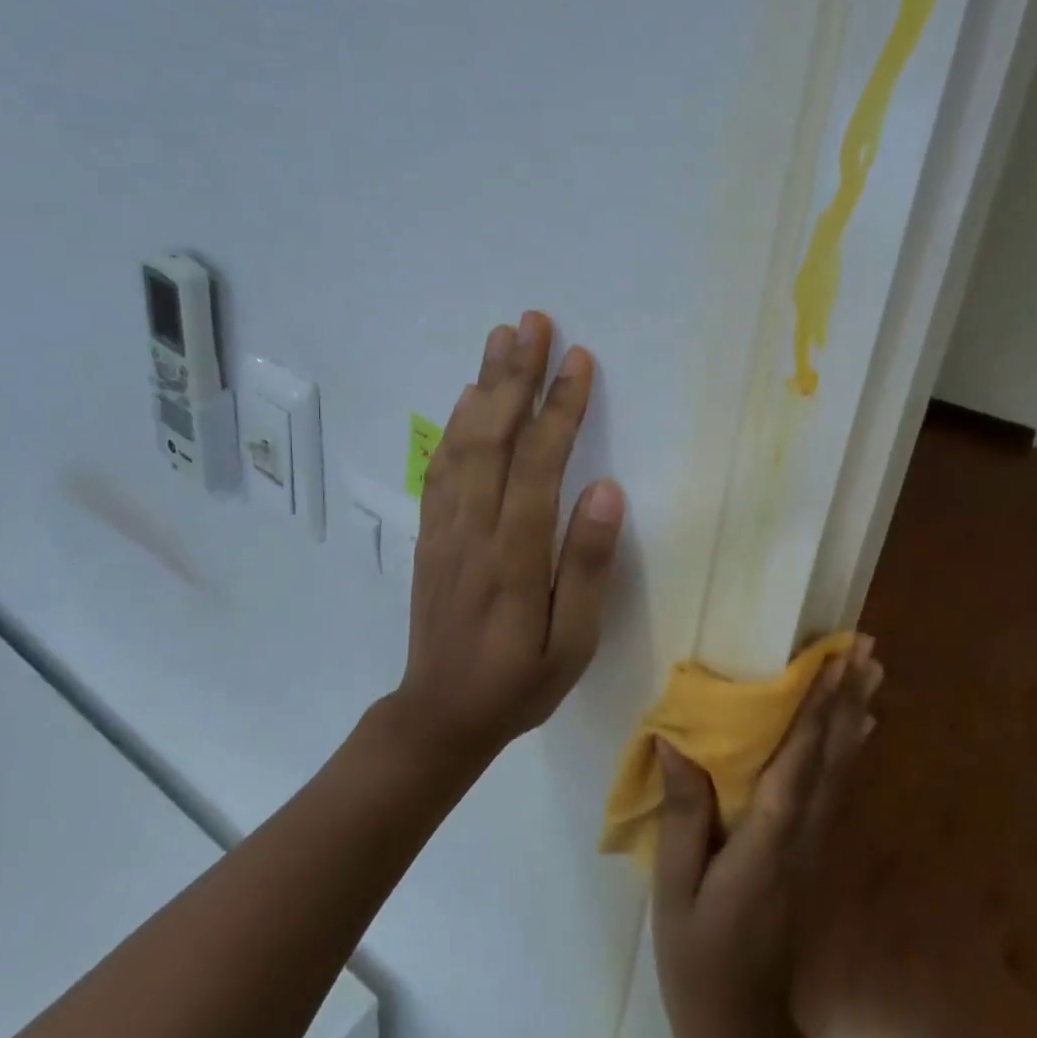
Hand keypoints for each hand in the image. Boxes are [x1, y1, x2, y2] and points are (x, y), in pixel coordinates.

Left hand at [394, 311, 626, 755]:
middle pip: (493, 437)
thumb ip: (588, 566)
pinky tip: (467, 397)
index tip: (578, 359)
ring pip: (461, 443)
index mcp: (514, 556)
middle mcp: (473, 529)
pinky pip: (439, 467)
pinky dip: (454, 423)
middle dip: (515, 375)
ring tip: (501, 338)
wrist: (439, 715)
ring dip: (483, 386)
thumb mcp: (572, 643)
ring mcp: (444, 528)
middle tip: (533, 322)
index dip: (560, 408)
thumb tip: (607, 491)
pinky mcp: (429, 534)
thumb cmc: (519, 682)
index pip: (539, 464)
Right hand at [652, 638, 881, 1037]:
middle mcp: (802, 836)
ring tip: (873, 673)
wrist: (742, 1030)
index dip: (816, 711)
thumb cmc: (698, 957)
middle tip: (867, 650)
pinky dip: (849, 750)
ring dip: (856, 717)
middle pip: (832, 758)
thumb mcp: (676, 886)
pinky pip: (835, 789)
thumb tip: (674, 741)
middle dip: (849, 700)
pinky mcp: (811, 854)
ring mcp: (814, 847)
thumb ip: (682, 812)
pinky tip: (858, 729)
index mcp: (767, 842)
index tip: (832, 664)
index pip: (797, 763)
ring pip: (841, 770)